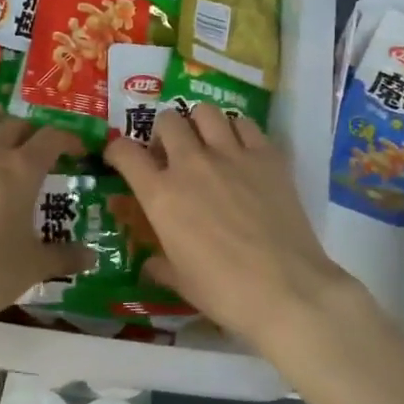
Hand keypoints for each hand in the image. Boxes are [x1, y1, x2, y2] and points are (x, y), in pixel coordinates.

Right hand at [105, 105, 359, 350]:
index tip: (120, 157)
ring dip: (199, 123)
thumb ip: (160, 265)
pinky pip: (245, 124)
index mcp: (161, 195)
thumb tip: (150, 263)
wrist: (286, 289)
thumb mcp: (181, 282)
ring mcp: (231, 154)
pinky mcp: (266, 155)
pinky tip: (240, 148)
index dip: (117, 150)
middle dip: (163, 132)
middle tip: (171, 151)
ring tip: (206, 141)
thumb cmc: (224, 292)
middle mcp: (191, 164)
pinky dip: (236, 130)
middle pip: (168, 121)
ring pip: (205, 112)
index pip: (125, 153)